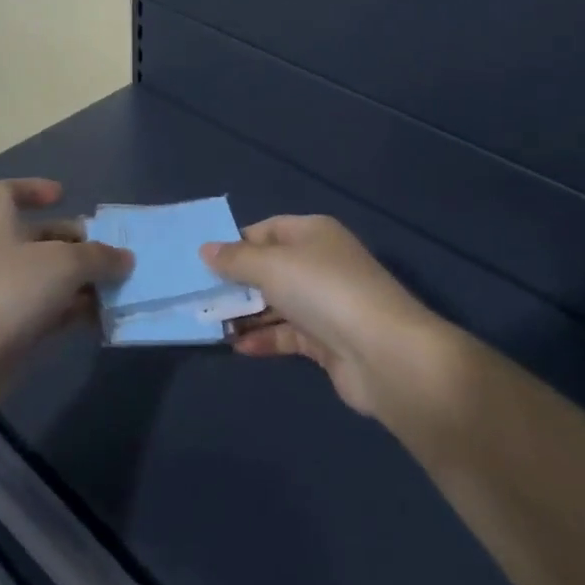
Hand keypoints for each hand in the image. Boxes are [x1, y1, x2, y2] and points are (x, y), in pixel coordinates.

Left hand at [0, 179, 130, 378]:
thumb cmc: (10, 291)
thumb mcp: (64, 263)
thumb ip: (99, 257)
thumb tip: (125, 258)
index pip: (6, 192)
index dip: (33, 188)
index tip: (63, 196)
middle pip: (39, 237)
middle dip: (76, 242)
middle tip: (111, 253)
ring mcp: (3, 294)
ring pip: (49, 277)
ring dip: (82, 280)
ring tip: (118, 287)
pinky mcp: (12, 330)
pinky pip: (50, 312)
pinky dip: (75, 311)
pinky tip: (103, 318)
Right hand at [204, 215, 439, 419]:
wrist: (384, 353)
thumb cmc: (323, 290)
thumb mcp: (272, 265)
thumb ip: (236, 259)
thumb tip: (205, 249)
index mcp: (313, 233)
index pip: (267, 230)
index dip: (236, 242)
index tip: (204, 260)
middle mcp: (321, 263)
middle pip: (270, 268)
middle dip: (237, 282)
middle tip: (199, 295)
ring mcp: (326, 304)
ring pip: (277, 303)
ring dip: (246, 313)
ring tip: (210, 323)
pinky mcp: (328, 341)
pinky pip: (288, 334)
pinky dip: (264, 338)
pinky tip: (238, 347)